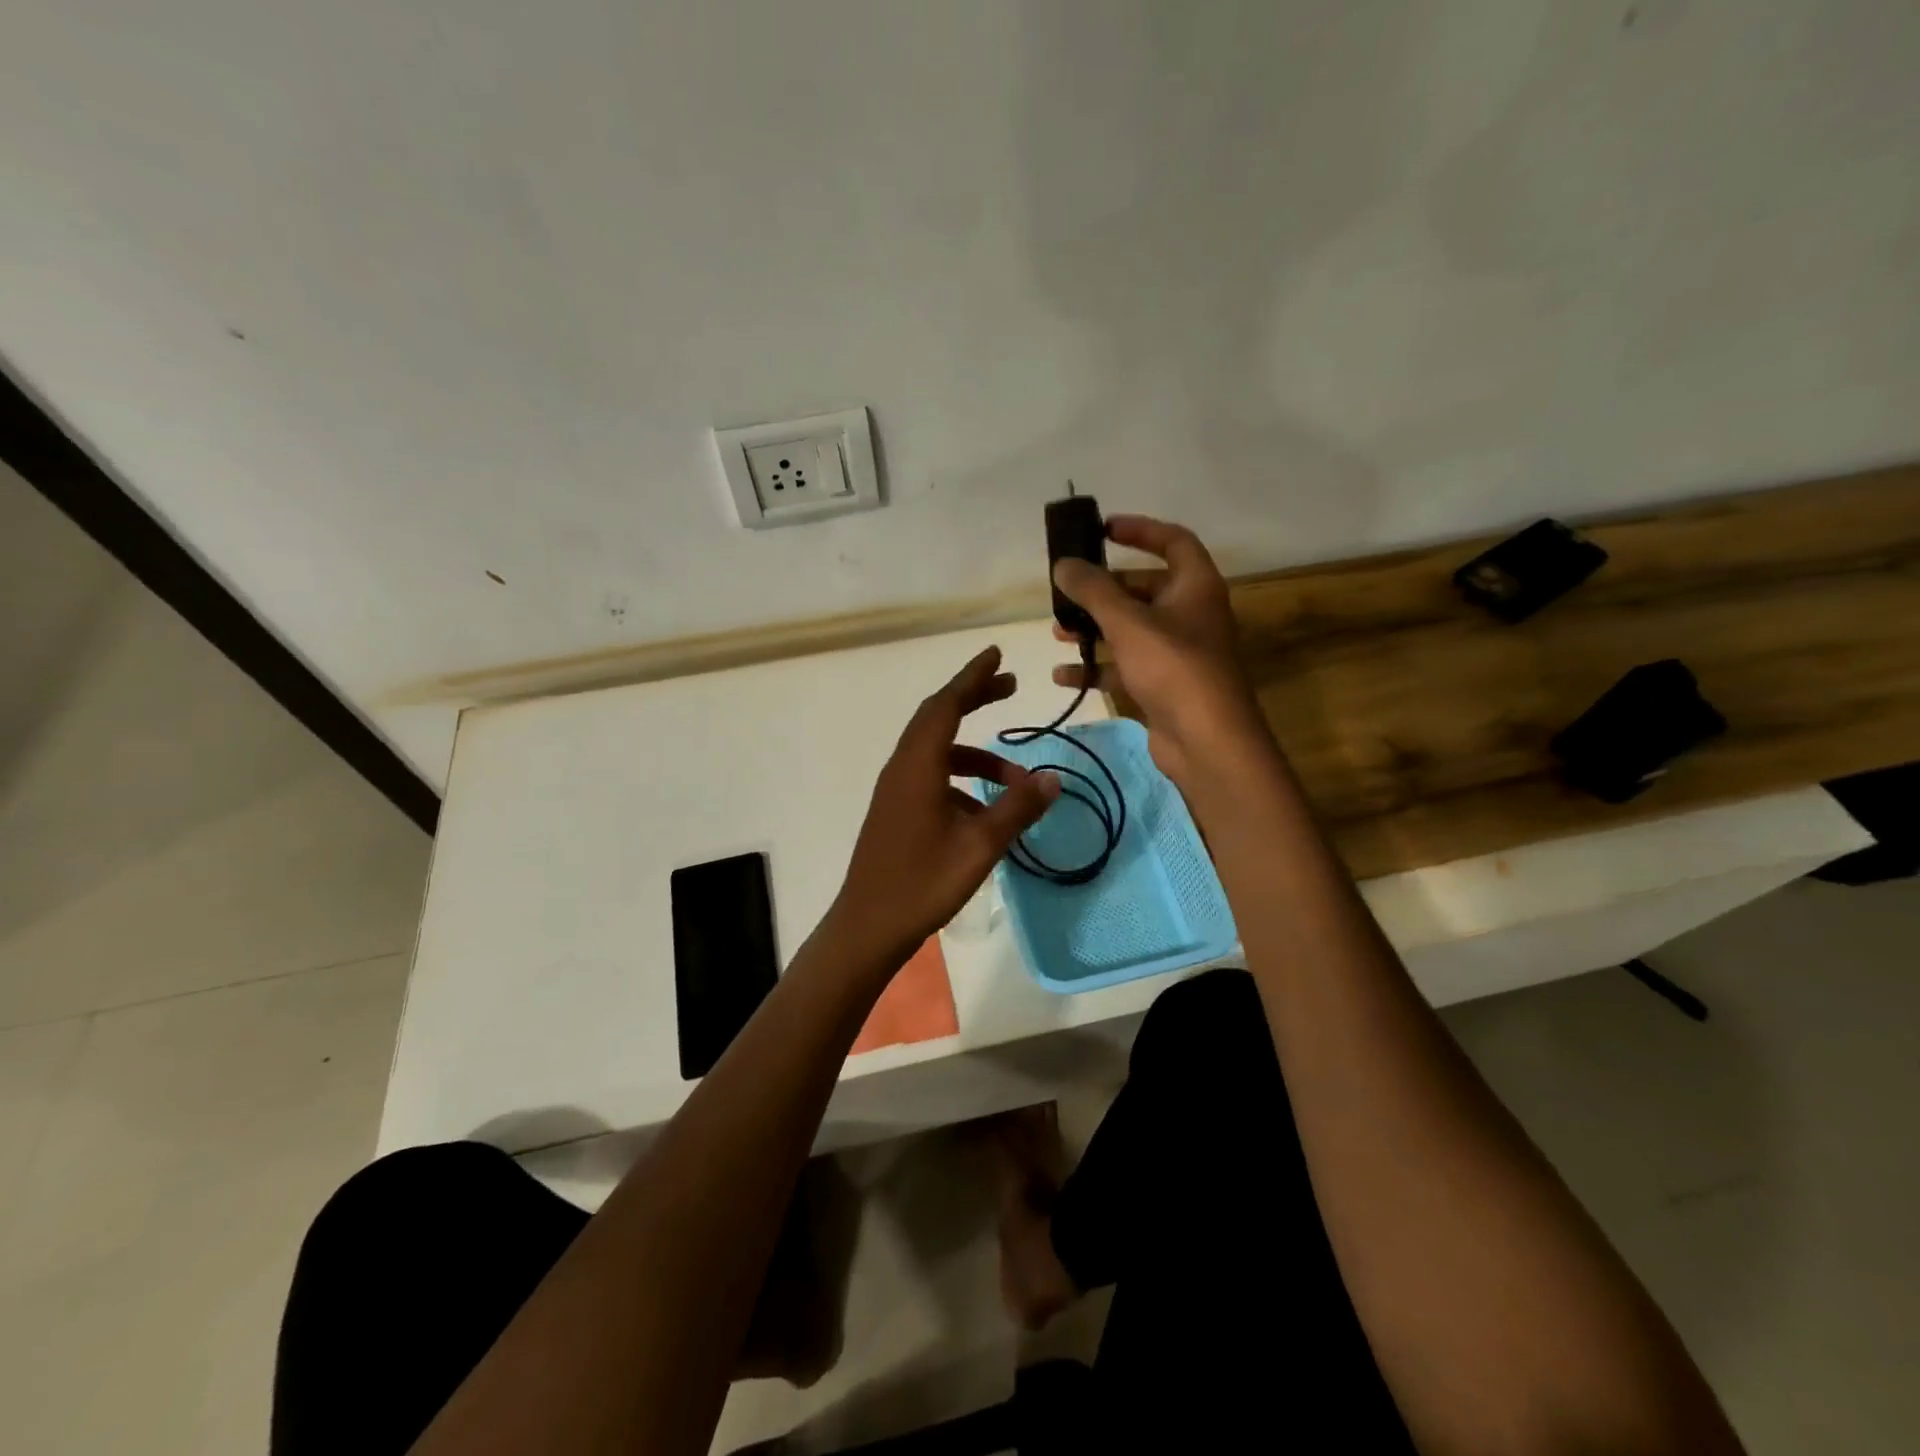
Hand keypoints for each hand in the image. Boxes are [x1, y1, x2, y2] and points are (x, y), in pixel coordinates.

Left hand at [829, 647, 1059, 966]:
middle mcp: (902, 768)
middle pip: (938, 717)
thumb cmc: (923, 882)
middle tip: (1010, 687)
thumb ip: (1017, 808)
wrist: (869, 925)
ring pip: (937, 751)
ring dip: (975, 754)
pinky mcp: (895, 810)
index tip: (996, 655)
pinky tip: (984, 809)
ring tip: (1016, 777)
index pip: (946, 705)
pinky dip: (960, 778)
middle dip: (974, 698)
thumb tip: (1053, 778)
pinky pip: (930, 776)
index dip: (972, 677)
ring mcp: (895, 790)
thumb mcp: (979, 846)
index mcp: (918, 766)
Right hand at [1051, 514, 1267, 786]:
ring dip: (1094, 629)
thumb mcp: (1128, 622)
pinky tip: (1064, 675)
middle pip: (1143, 588)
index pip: (1173, 540)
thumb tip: (1063, 564)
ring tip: (1058, 632)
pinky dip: (1097, 668)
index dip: (1140, 530)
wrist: (1207, 742)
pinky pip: (1125, 667)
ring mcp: (1177, 652)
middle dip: (1103, 590)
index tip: (1102, 529)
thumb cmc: (1173, 668)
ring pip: (1130, 629)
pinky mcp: (1163, 685)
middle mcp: (1190, 614)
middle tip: (1067, 590)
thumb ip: (1093, 590)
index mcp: (1195, 586)